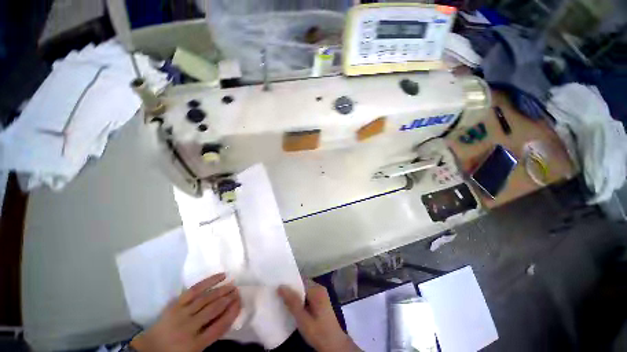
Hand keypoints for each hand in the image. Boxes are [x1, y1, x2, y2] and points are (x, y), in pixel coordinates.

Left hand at [131, 273, 240, 351]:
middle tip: (238, 291)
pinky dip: (209, 281)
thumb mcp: (195, 350)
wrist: (150, 348)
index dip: (232, 312)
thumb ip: (212, 334)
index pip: (220, 326)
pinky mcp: (176, 303)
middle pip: (214, 309)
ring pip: (206, 298)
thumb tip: (229, 315)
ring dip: (222, 290)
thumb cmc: (176, 351)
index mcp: (195, 344)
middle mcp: (189, 328)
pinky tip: (220, 276)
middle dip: (229, 299)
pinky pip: (195, 289)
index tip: (240, 302)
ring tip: (232, 284)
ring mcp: (181, 313)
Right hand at [278, 281, 360, 351]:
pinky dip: (299, 298)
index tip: (276, 283)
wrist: (334, 345)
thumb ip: (293, 302)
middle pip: (302, 283)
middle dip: (290, 287)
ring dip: (294, 294)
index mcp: (317, 290)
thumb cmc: (319, 332)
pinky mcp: (319, 301)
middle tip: (276, 291)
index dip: (289, 280)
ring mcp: (320, 294)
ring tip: (280, 296)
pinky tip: (290, 305)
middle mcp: (319, 288)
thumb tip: (281, 286)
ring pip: (303, 289)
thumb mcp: (303, 319)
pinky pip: (306, 295)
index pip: (300, 279)